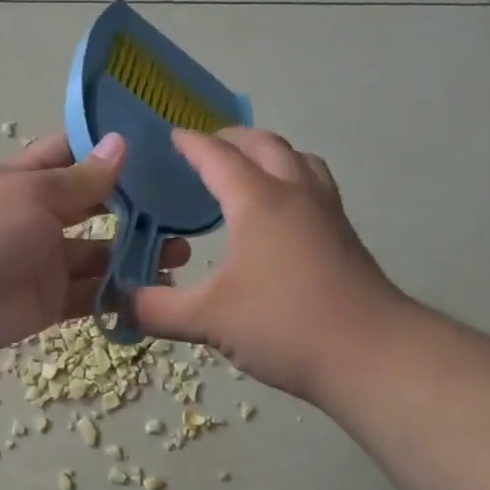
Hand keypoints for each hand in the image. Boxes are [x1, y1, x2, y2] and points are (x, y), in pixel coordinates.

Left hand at [0, 131, 191, 352]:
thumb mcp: (36, 192)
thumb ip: (83, 178)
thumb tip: (121, 143)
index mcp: (31, 180)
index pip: (72, 154)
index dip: (105, 149)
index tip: (152, 145)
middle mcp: (41, 217)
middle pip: (95, 208)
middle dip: (134, 208)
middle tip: (180, 209)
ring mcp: (48, 261)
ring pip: (100, 255)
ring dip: (135, 254)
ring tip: (179, 253)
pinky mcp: (52, 300)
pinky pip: (92, 295)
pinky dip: (120, 294)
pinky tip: (156, 289)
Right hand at [130, 128, 405, 401]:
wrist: (372, 354)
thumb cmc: (284, 325)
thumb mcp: (208, 320)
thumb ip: (156, 309)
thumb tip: (118, 303)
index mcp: (258, 202)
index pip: (218, 158)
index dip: (192, 144)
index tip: (172, 135)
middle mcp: (295, 194)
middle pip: (265, 145)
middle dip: (233, 139)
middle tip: (208, 147)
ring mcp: (327, 213)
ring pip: (300, 160)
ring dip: (271, 153)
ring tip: (250, 169)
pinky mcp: (346, 237)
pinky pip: (316, 186)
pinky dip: (293, 179)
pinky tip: (283, 214)